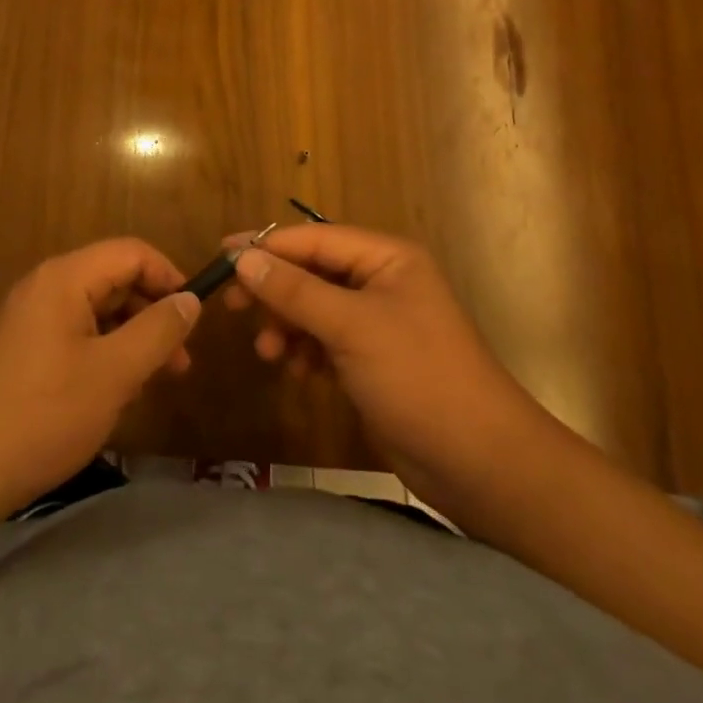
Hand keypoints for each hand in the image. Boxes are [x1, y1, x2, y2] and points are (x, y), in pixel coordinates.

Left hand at [0, 238, 199, 512]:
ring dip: (131, 338)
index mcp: (65, 277)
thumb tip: (190, 300)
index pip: (131, 252)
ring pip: (96, 311)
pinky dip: (104, 353)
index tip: (195, 318)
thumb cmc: (42, 415)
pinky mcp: (20, 350)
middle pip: (114, 279)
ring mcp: (28, 319)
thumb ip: (157, 331)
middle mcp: (44, 286)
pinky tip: (115, 392)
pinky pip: (75, 335)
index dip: (169, 277)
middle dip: (152, 313)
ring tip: (155, 382)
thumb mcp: (114, 373)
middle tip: (181, 362)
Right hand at [225, 225, 550, 518]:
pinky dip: (305, 350)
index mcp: (386, 258)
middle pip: (312, 272)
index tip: (221, 257)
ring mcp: (378, 323)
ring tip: (269, 353)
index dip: (268, 245)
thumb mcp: (351, 327)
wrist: (480, 463)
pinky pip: (325, 341)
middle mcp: (381, 282)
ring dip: (287, 325)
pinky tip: (296, 371)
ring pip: (315, 308)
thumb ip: (295, 291)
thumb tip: (244, 259)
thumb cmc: (417, 377)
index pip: (315, 239)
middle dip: (275, 289)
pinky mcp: (373, 360)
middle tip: (234, 307)